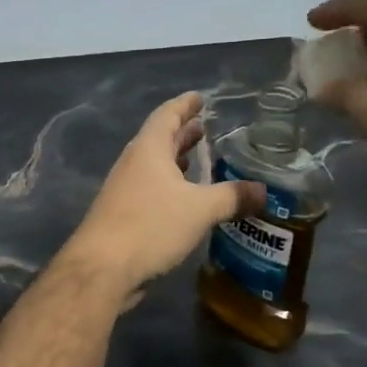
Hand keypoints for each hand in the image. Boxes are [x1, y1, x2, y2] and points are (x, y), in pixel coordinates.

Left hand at [63, 92, 267, 291]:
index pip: (167, 115)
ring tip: (200, 159)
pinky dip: (171, 186)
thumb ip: (232, 197)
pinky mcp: (124, 215)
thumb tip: (263, 191)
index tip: (200, 98)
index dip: (184, 105)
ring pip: (155, 167)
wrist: (102, 269)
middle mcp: (134, 164)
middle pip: (159, 139)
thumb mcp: (199, 209)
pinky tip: (187, 199)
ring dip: (176, 161)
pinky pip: (152, 190)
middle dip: (182, 133)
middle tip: (205, 128)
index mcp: (148, 150)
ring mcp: (125, 190)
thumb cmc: (150, 226)